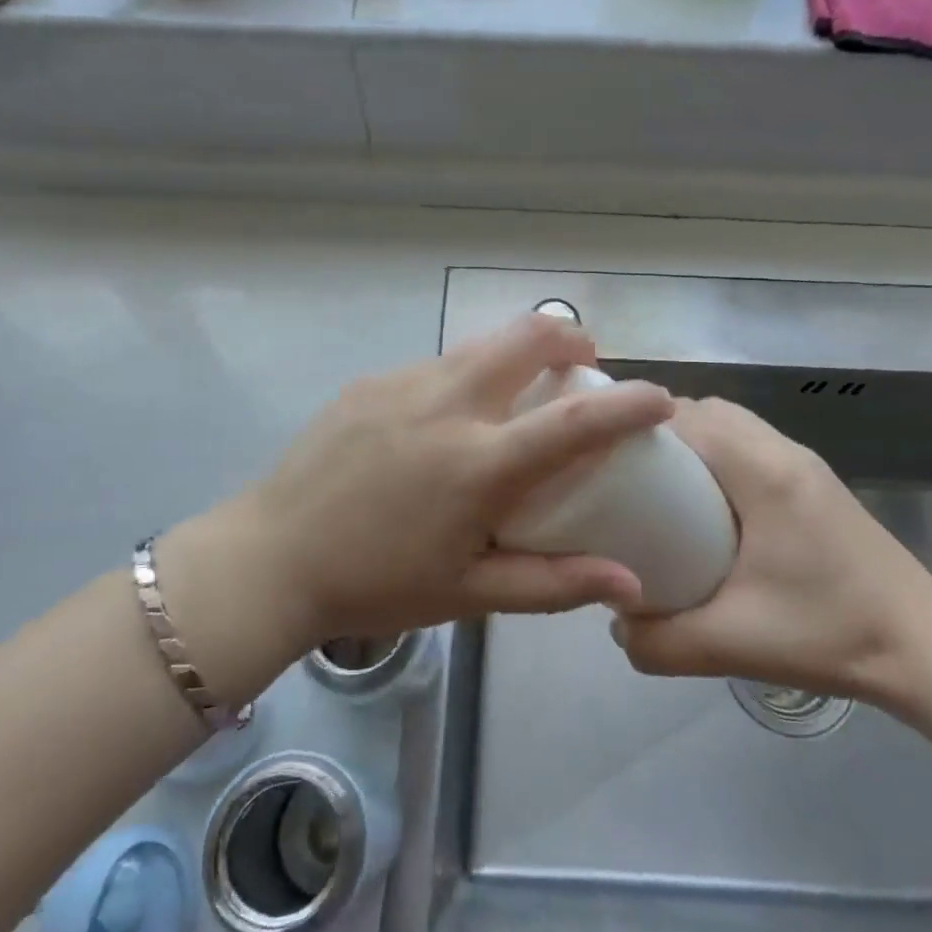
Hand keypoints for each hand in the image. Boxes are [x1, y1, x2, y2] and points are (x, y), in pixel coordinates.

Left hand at [166, 314, 670, 670]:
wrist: (271, 557)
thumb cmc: (377, 584)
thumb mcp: (470, 594)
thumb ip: (554, 584)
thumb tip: (630, 584)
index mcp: (479, 464)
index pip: (574, 421)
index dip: (628, 404)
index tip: (660, 397)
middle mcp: (447, 405)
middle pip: (526, 337)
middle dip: (570, 337)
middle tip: (583, 364)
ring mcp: (404, 383)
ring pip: (481, 342)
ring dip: (517, 352)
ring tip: (521, 389)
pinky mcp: (371, 380)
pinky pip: (438, 363)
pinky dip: (467, 374)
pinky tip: (449, 418)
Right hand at [611, 397, 931, 702]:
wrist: (924, 648)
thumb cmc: (830, 634)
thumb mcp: (733, 643)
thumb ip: (660, 640)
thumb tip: (615, 625)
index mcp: (763, 472)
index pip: (688, 416)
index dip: (639, 428)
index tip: (602, 457)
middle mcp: (783, 452)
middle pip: (706, 411)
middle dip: (659, 432)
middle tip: (623, 475)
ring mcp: (803, 463)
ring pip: (730, 424)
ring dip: (691, 442)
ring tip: (656, 488)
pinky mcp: (814, 481)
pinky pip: (750, 444)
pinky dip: (717, 456)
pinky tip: (704, 506)